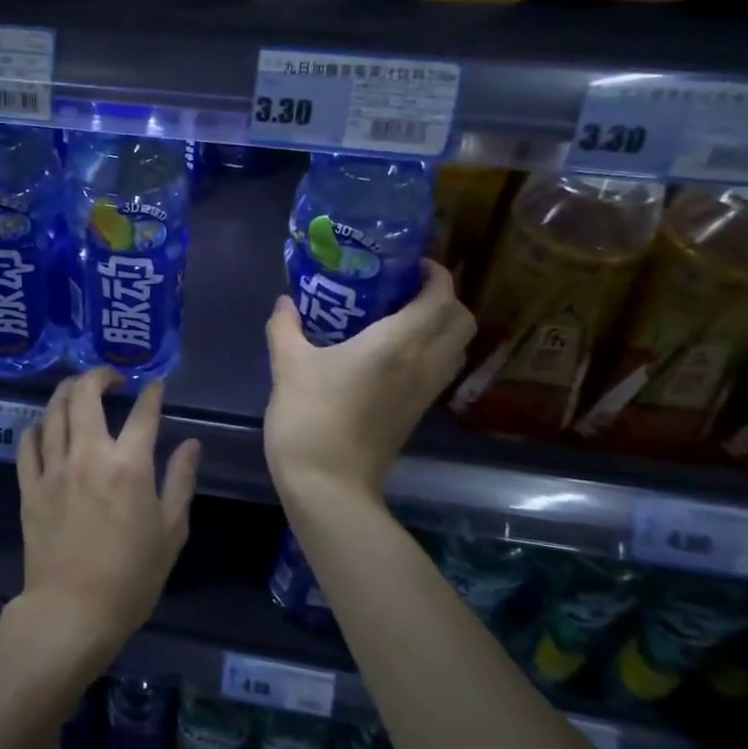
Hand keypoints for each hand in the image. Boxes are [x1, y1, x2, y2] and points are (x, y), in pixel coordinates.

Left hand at [14, 368, 200, 661]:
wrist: (73, 611)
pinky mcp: (29, 486)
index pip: (143, 413)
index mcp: (129, 465)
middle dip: (98, 375)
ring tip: (78, 390)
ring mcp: (54, 468)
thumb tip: (190, 444)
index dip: (152, 392)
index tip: (155, 384)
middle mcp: (88, 455)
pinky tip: (46, 427)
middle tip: (111, 378)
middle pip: (85, 395)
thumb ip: (181, 480)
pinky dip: (38, 427)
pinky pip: (28, 443)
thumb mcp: (171, 530)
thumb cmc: (132, 576)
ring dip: (67, 391)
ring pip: (53, 411)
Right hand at [264, 260, 475, 501]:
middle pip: (462, 321)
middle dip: (444, 298)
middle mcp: (423, 364)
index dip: (436, 274)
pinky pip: (439, 370)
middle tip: (405, 290)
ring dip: (440, 326)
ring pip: (456, 348)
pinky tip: (389, 354)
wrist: (328, 485)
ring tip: (399, 317)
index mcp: (398, 344)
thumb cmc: (310, 417)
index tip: (411, 264)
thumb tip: (285, 302)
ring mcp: (424, 393)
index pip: (441, 297)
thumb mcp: (288, 365)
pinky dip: (430, 352)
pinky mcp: (416, 414)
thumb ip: (286, 327)